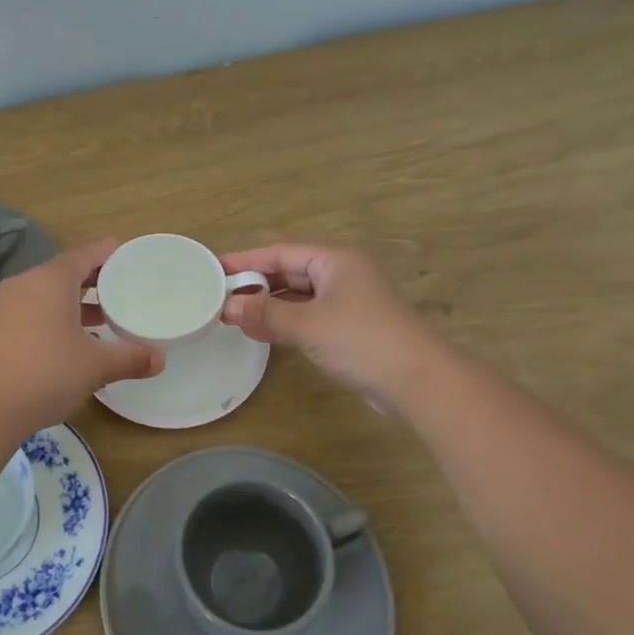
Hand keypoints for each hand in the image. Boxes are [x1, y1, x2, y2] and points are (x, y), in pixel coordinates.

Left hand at [0, 239, 163, 431]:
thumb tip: (160, 359)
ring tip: (105, 317)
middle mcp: (27, 283)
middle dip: (96, 280)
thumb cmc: (46, 373)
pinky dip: (56, 316)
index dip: (110, 253)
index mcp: (52, 279)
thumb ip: (130, 358)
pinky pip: (34, 310)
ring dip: (76, 301)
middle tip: (125, 289)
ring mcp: (7, 305)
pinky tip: (73, 341)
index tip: (131, 257)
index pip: (86, 253)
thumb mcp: (96, 366)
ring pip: (49, 293)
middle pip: (67, 271)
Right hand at [220, 244, 430, 404]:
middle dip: (256, 284)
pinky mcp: (351, 329)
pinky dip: (285, 323)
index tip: (215, 268)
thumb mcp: (307, 324)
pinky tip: (262, 333)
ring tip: (234, 316)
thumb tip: (227, 308)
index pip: (280, 252)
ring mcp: (349, 303)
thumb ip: (265, 313)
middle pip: (289, 272)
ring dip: (269, 305)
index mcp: (334, 260)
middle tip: (219, 295)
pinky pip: (309, 317)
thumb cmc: (361, 339)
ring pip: (298, 297)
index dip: (246, 260)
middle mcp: (342, 275)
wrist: (418, 382)